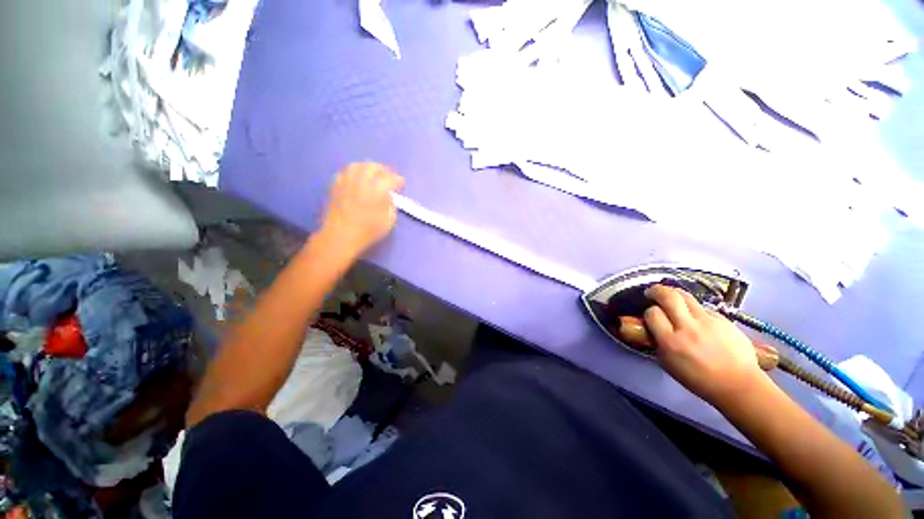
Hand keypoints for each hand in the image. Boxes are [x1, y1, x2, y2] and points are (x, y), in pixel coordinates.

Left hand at [320, 162, 404, 255]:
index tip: (401, 183)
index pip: (390, 179)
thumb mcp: (388, 222)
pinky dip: (353, 173)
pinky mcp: (335, 187)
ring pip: (357, 166)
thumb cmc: (367, 232)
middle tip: (388, 177)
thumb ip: (391, 206)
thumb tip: (389, 197)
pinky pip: (344, 173)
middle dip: (383, 170)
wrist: (340, 237)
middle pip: (373, 167)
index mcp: (377, 190)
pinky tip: (356, 180)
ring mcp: (346, 182)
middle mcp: (361, 182)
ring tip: (372, 175)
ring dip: (367, 168)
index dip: (398, 180)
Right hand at [643, 284, 765, 406]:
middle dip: (657, 291)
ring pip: (686, 297)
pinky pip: (704, 308)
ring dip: (674, 294)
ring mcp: (708, 322)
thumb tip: (653, 328)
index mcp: (671, 342)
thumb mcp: (668, 364)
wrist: (740, 385)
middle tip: (652, 292)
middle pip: (669, 297)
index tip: (651, 316)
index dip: (649, 312)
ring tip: (671, 298)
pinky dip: (695, 310)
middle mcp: (688, 328)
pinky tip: (697, 319)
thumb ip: (658, 342)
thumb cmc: (699, 380)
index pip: (653, 313)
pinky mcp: (724, 320)